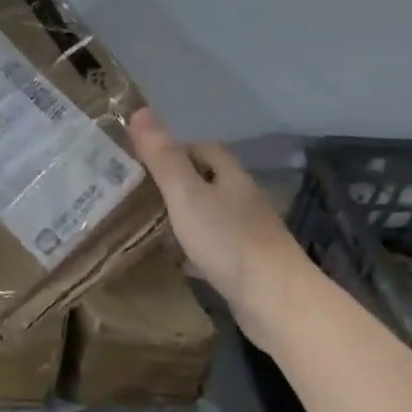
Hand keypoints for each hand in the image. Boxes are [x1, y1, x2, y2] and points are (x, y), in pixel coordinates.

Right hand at [129, 109, 307, 311]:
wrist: (276, 301)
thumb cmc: (228, 241)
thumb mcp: (186, 194)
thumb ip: (163, 157)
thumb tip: (139, 110)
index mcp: (230, 176)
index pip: (204, 148)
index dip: (174, 148)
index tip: (141, 159)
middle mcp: (242, 200)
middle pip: (205, 181)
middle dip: (174, 184)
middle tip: (135, 192)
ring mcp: (247, 234)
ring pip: (208, 216)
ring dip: (182, 217)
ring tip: (146, 224)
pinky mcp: (245, 265)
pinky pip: (212, 248)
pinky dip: (192, 250)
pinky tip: (174, 260)